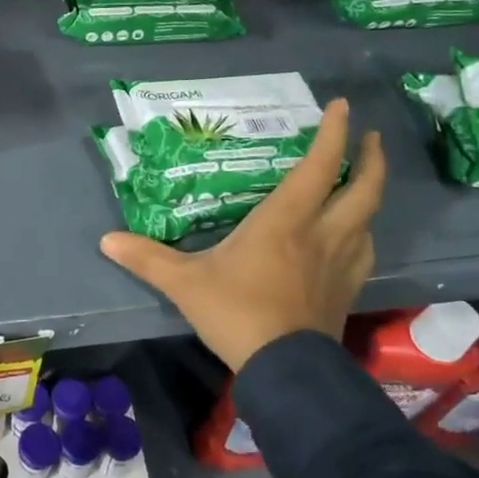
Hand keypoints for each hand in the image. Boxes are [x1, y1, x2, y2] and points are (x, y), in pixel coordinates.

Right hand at [99, 98, 385, 371]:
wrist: (285, 371)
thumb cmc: (237, 313)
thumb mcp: (184, 283)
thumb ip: (147, 258)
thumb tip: (106, 240)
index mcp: (286, 220)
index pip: (318, 166)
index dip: (333, 133)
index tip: (341, 106)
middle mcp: (321, 234)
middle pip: (364, 189)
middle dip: (371, 159)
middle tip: (371, 137)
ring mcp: (340, 263)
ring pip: (370, 220)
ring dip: (370, 195)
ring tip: (360, 185)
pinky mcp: (347, 291)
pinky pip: (364, 251)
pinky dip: (363, 233)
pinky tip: (354, 237)